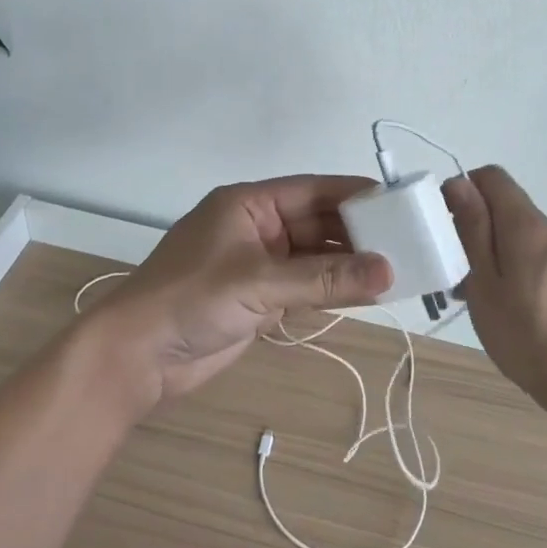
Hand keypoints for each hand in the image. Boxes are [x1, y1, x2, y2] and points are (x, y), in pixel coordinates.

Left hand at [82, 176, 393, 411]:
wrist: (136, 357)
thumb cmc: (190, 299)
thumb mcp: (259, 283)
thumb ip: (324, 278)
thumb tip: (388, 271)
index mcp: (249, 204)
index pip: (313, 190)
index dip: (355, 194)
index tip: (399, 201)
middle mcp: (258, 227)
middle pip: (318, 223)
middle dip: (359, 233)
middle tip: (410, 242)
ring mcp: (259, 264)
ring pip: (315, 257)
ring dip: (350, 264)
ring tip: (400, 268)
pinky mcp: (260, 298)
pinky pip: (306, 286)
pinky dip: (333, 289)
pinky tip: (369, 293)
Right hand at [443, 165, 546, 405]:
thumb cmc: (522, 330)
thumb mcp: (484, 279)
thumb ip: (472, 228)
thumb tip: (459, 183)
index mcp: (524, 223)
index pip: (490, 176)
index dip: (461, 189)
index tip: (442, 222)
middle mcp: (543, 227)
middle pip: (500, 200)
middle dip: (469, 219)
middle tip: (449, 259)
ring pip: (509, 226)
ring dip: (483, 243)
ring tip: (464, 284)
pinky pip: (523, 248)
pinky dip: (501, 259)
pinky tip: (489, 295)